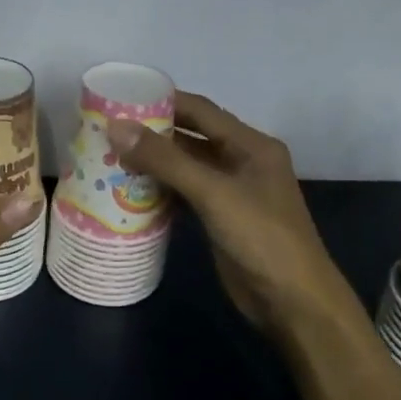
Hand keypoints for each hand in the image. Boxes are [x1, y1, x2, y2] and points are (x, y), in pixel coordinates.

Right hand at [110, 93, 360, 347]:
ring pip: (186, 167)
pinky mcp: (220, 218)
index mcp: (251, 144)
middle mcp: (242, 161)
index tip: (122, 98)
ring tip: (110, 156)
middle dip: (153, 133)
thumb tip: (116, 127)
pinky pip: (185, 193)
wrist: (293, 302)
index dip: (163, 101)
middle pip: (191, 137)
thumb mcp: (213, 193)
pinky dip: (160, 189)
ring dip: (153, 162)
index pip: (201, 110)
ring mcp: (231, 191)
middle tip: (108, 130)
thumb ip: (166, 160)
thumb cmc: (260, 237)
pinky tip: (129, 190)